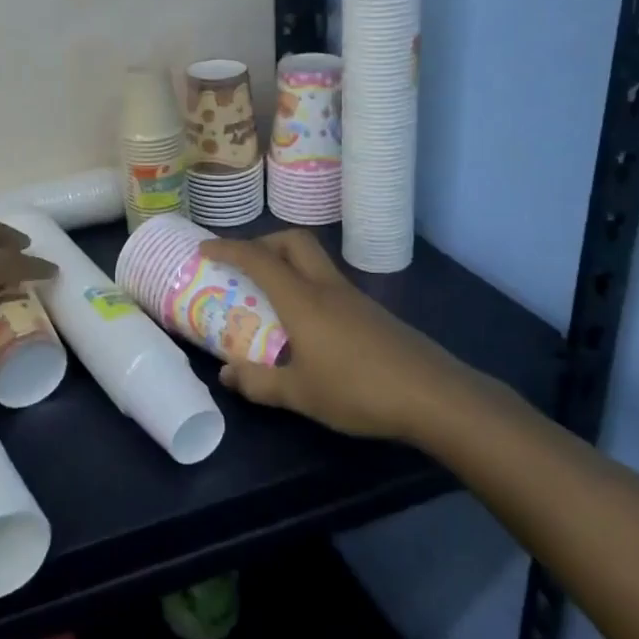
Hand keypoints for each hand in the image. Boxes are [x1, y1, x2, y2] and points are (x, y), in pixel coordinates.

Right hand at [199, 229, 470, 440]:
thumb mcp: (300, 394)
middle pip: (293, 241)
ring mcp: (353, 298)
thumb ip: (259, 382)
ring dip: (287, 264)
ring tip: (268, 296)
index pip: (258, 259)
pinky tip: (306, 324)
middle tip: (243, 265)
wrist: (434, 396)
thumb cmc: (359, 390)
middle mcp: (326, 288)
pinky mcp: (372, 313)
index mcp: (302, 299)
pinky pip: (329, 284)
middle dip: (263, 242)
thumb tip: (226, 374)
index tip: (204, 248)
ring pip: (314, 261)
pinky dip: (307, 287)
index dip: (228, 248)